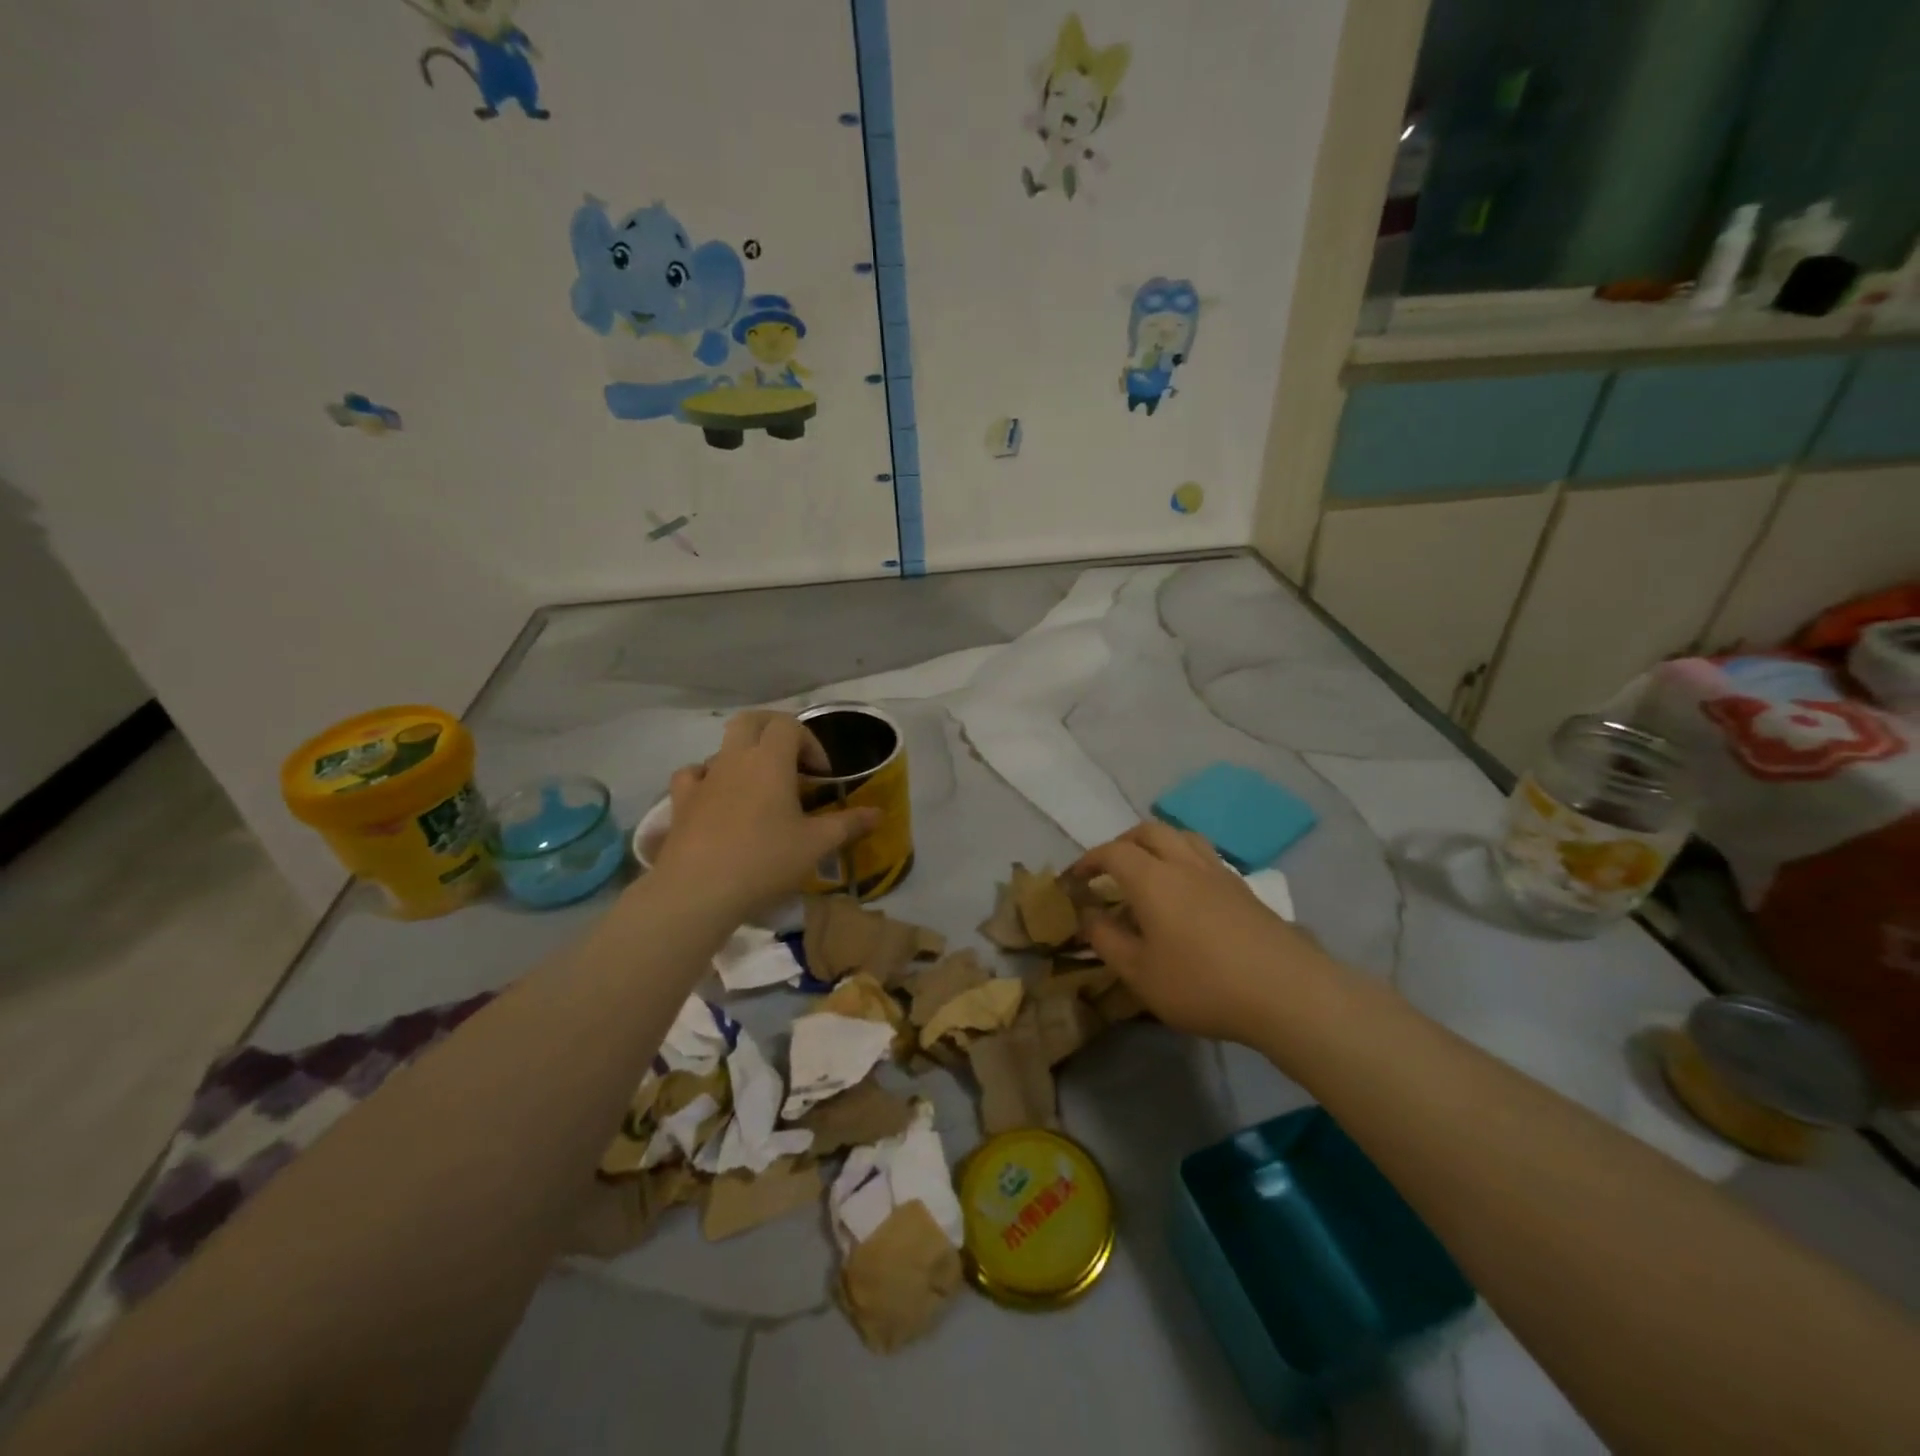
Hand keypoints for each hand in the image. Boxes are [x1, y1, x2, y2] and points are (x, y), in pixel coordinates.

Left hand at [651, 710, 877, 916]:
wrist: (698, 890)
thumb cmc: (765, 860)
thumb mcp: (816, 845)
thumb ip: (849, 824)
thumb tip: (879, 813)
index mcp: (770, 760)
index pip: (790, 724)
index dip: (810, 741)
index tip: (821, 775)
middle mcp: (735, 759)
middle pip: (751, 720)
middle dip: (774, 730)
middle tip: (792, 760)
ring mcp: (704, 778)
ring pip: (722, 748)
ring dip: (744, 757)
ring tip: (759, 789)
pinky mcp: (681, 802)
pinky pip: (693, 775)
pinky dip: (708, 778)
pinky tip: (717, 798)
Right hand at [1072, 822, 1341, 1043]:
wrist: (1287, 992)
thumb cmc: (1202, 983)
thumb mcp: (1140, 973)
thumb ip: (1107, 940)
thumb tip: (1087, 916)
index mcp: (1152, 878)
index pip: (1112, 852)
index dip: (1088, 861)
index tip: (1074, 880)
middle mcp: (1184, 864)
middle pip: (1149, 832)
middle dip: (1122, 843)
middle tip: (1109, 869)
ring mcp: (1219, 873)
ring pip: (1182, 837)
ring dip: (1157, 845)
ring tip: (1148, 872)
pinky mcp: (1244, 890)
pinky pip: (1205, 858)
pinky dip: (1184, 861)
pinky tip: (1186, 895)